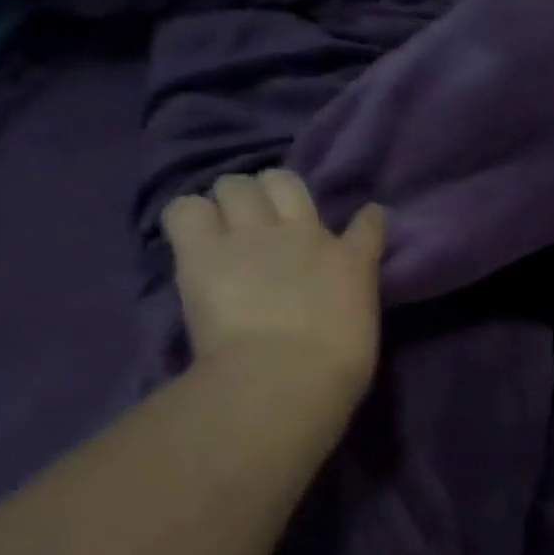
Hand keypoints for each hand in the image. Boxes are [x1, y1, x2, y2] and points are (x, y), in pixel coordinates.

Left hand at [162, 170, 387, 398]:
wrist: (286, 373)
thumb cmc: (337, 366)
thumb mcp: (362, 325)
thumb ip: (350, 299)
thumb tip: (337, 299)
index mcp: (352, 262)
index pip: (368, 224)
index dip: (367, 218)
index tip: (365, 219)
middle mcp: (305, 234)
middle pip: (284, 181)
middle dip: (272, 194)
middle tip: (266, 221)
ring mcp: (253, 236)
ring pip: (233, 184)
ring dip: (228, 203)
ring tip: (223, 227)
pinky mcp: (203, 250)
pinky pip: (184, 209)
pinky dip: (188, 219)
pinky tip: (192, 239)